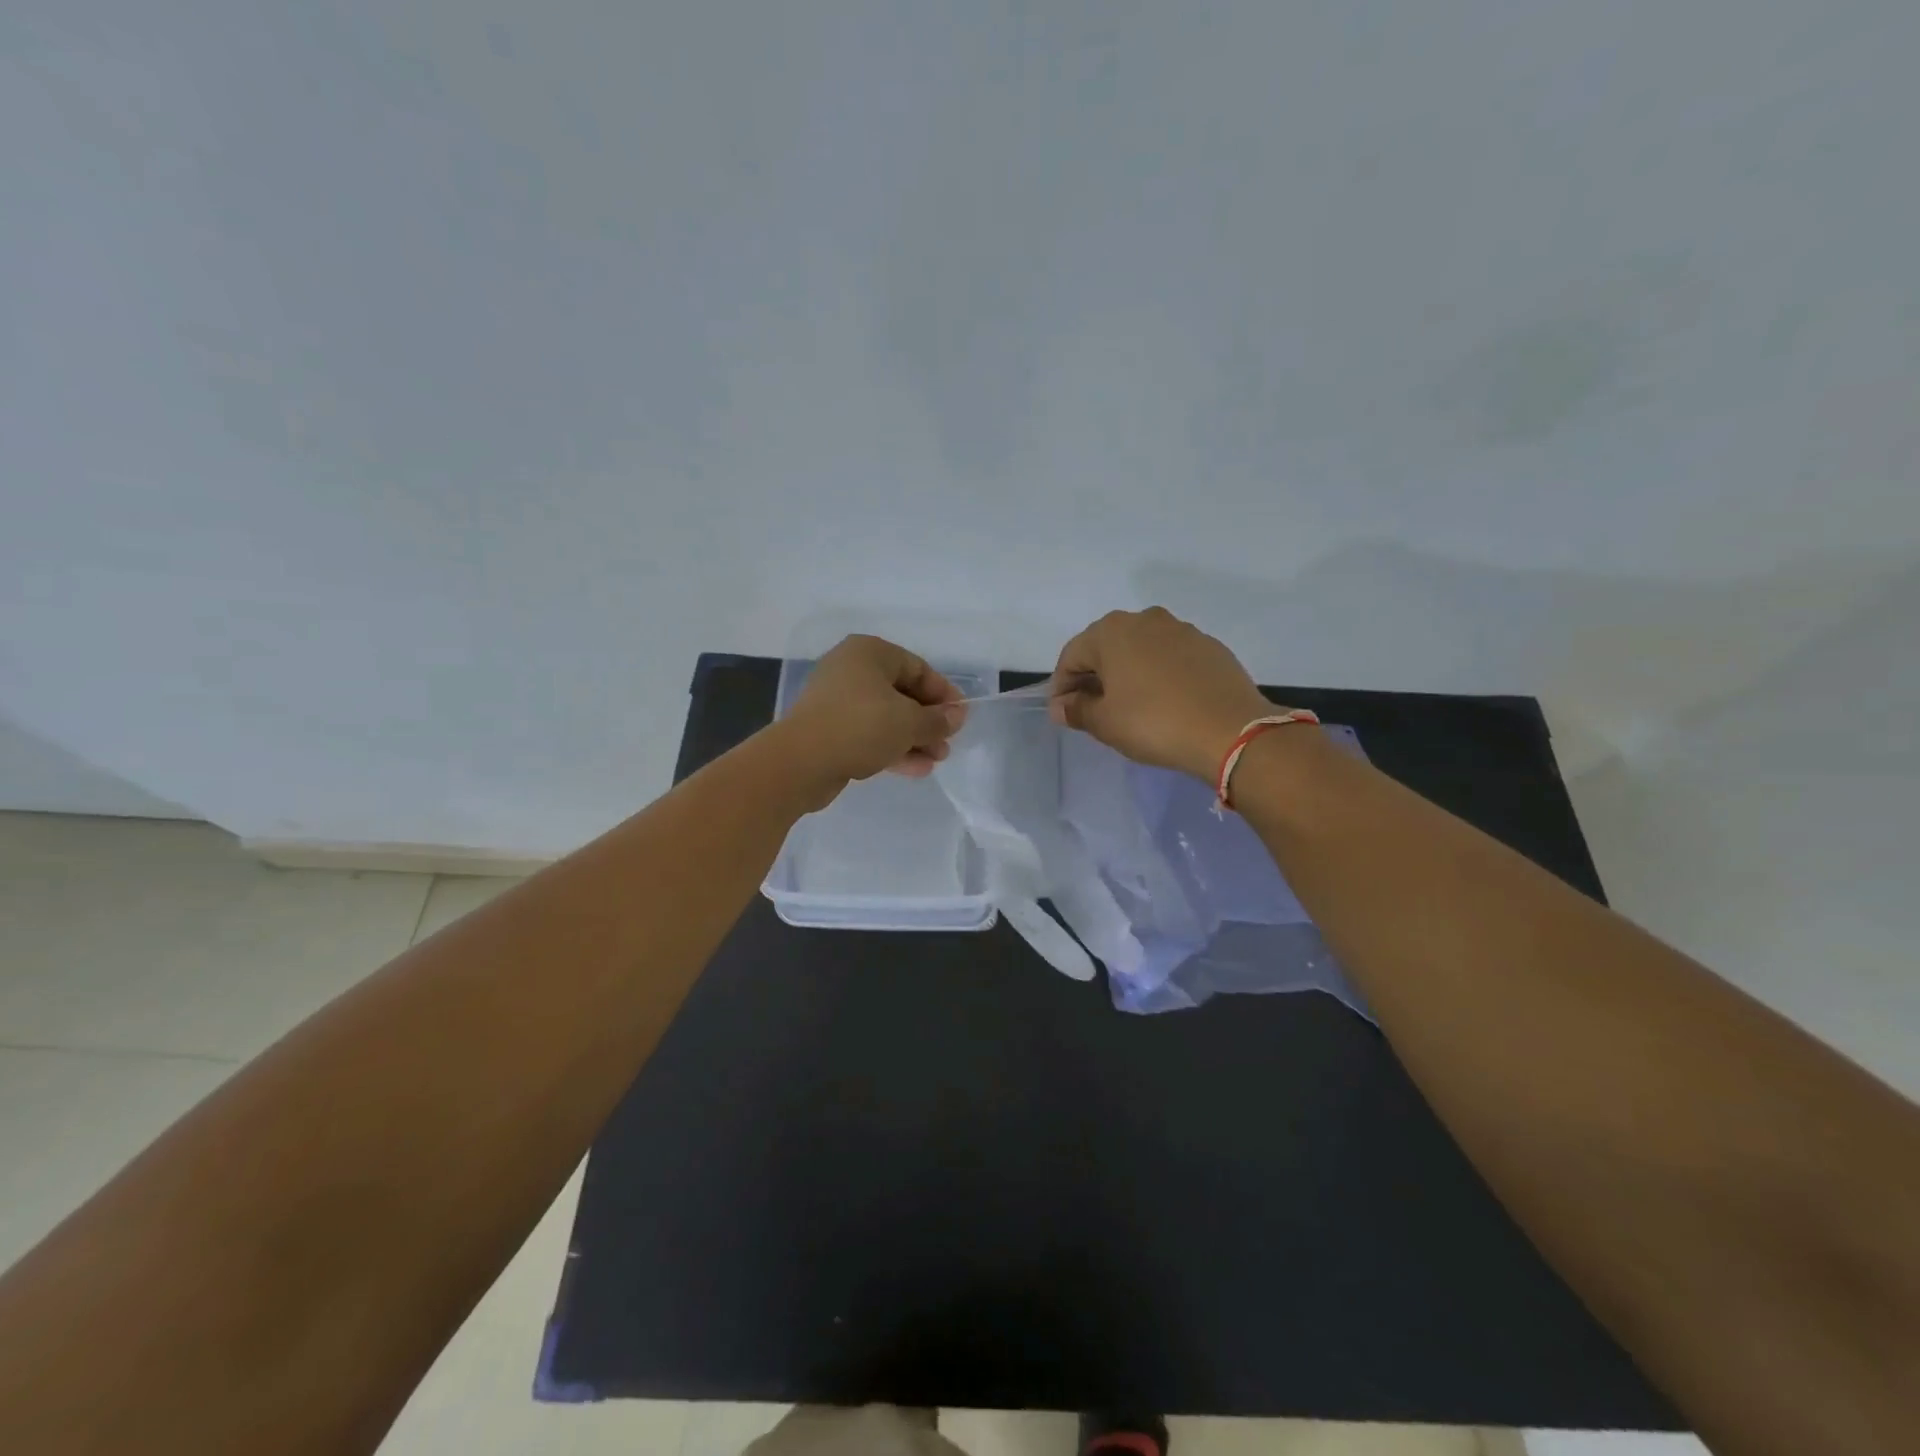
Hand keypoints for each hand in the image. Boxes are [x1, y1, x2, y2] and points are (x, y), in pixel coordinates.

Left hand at [780, 635, 965, 802]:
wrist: (800, 762)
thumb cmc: (861, 726)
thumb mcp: (909, 722)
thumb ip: (938, 719)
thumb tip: (957, 716)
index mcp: (869, 653)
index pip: (917, 668)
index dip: (943, 694)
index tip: (961, 718)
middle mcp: (851, 670)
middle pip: (901, 693)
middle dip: (928, 721)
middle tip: (947, 744)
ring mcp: (837, 701)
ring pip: (885, 717)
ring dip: (913, 738)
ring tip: (936, 761)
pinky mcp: (829, 730)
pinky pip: (868, 734)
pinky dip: (891, 748)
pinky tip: (916, 769)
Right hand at [1048, 608, 1276, 780]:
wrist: (1230, 730)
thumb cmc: (1154, 723)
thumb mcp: (1105, 723)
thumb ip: (1077, 710)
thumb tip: (1062, 706)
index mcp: (1112, 631)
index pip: (1072, 656)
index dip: (1061, 686)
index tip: (1063, 713)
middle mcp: (1145, 620)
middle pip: (1106, 647)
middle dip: (1094, 677)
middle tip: (1092, 710)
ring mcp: (1182, 630)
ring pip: (1140, 650)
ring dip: (1127, 673)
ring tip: (1129, 706)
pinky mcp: (1210, 647)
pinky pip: (1170, 658)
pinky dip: (1158, 675)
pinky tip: (1164, 702)